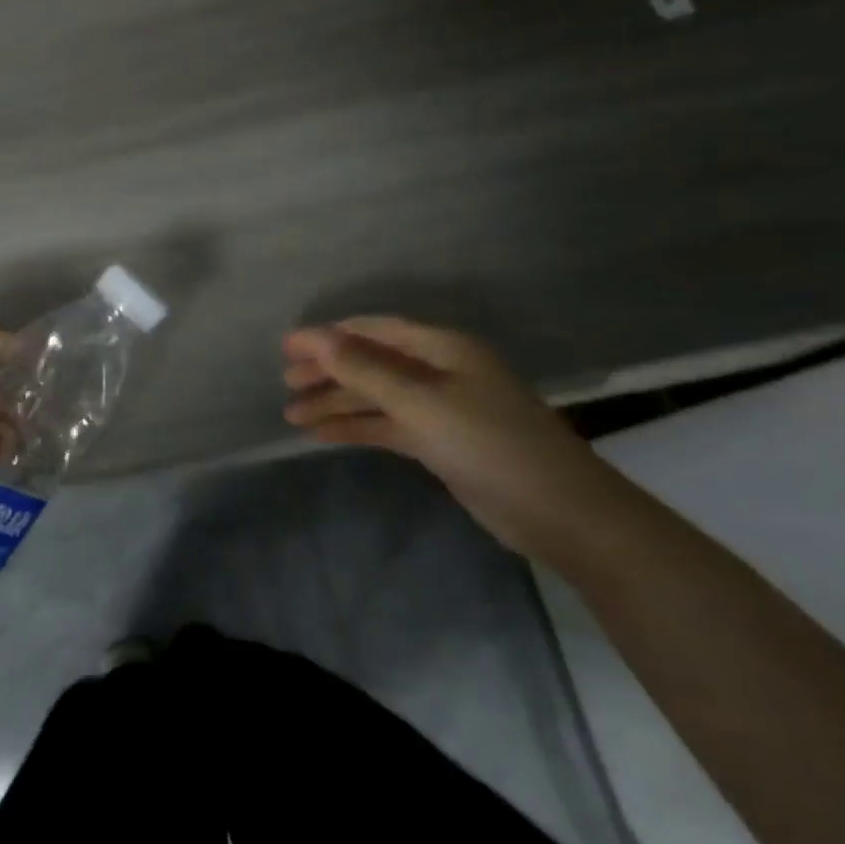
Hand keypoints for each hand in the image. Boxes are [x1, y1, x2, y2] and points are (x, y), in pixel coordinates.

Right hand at [282, 316, 630, 561]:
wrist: (559, 512)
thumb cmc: (489, 444)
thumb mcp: (421, 402)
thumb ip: (364, 369)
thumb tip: (315, 337)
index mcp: (442, 349)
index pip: (374, 331)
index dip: (328, 336)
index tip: (286, 347)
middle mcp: (440, 371)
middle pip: (372, 363)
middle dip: (328, 371)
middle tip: (285, 382)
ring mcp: (441, 408)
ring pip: (375, 397)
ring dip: (336, 403)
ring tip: (291, 415)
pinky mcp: (440, 442)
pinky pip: (387, 425)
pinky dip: (355, 427)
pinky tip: (322, 435)